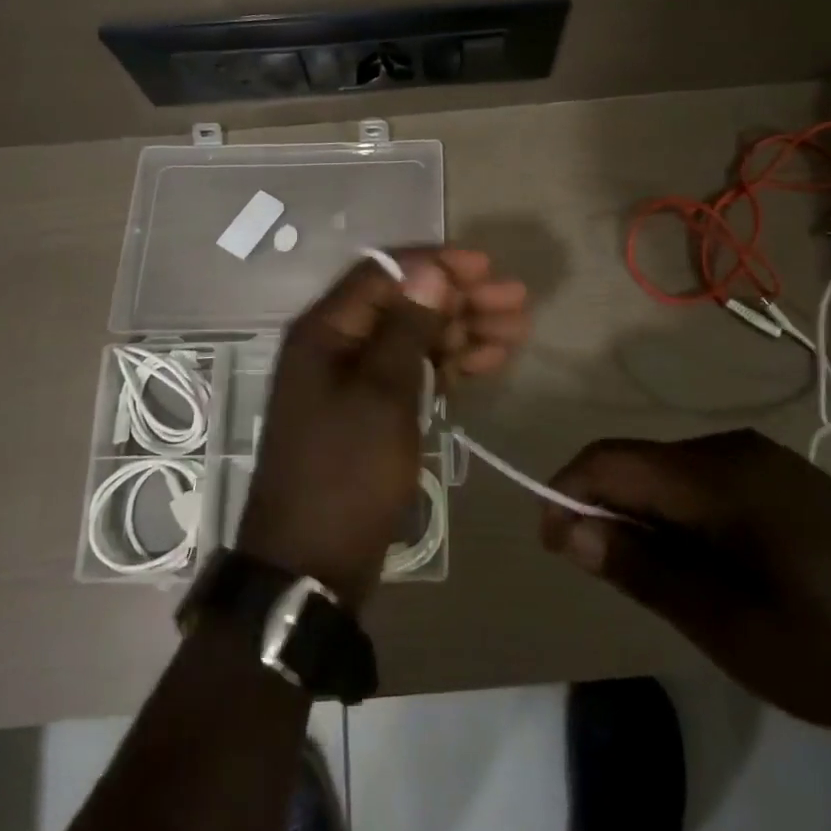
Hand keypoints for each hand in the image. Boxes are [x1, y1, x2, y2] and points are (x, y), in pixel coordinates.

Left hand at [239, 250, 529, 608]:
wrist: (312, 565)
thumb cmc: (346, 473)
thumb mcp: (381, 395)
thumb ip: (407, 328)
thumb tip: (431, 270)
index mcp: (326, 330)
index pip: (385, 274)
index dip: (436, 266)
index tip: (487, 268)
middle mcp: (338, 345)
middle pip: (405, 304)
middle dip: (461, 300)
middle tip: (517, 303)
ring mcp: (355, 380)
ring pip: (415, 337)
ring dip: (463, 332)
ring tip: (517, 332)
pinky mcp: (371, 410)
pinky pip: (414, 372)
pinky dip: (450, 365)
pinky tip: (489, 362)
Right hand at [541, 429, 830, 740]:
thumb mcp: (730, 627)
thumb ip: (645, 570)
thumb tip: (570, 530)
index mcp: (721, 476)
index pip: (612, 460)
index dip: (567, 492)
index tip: (552, 545)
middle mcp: (736, 449)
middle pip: (639, 462)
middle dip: (606, 509)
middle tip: (608, 576)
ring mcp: (764, 459)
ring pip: (670, 472)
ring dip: (644, 515)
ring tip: (659, 581)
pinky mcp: (784, 478)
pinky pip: (705, 482)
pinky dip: (681, 515)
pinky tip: (705, 565)